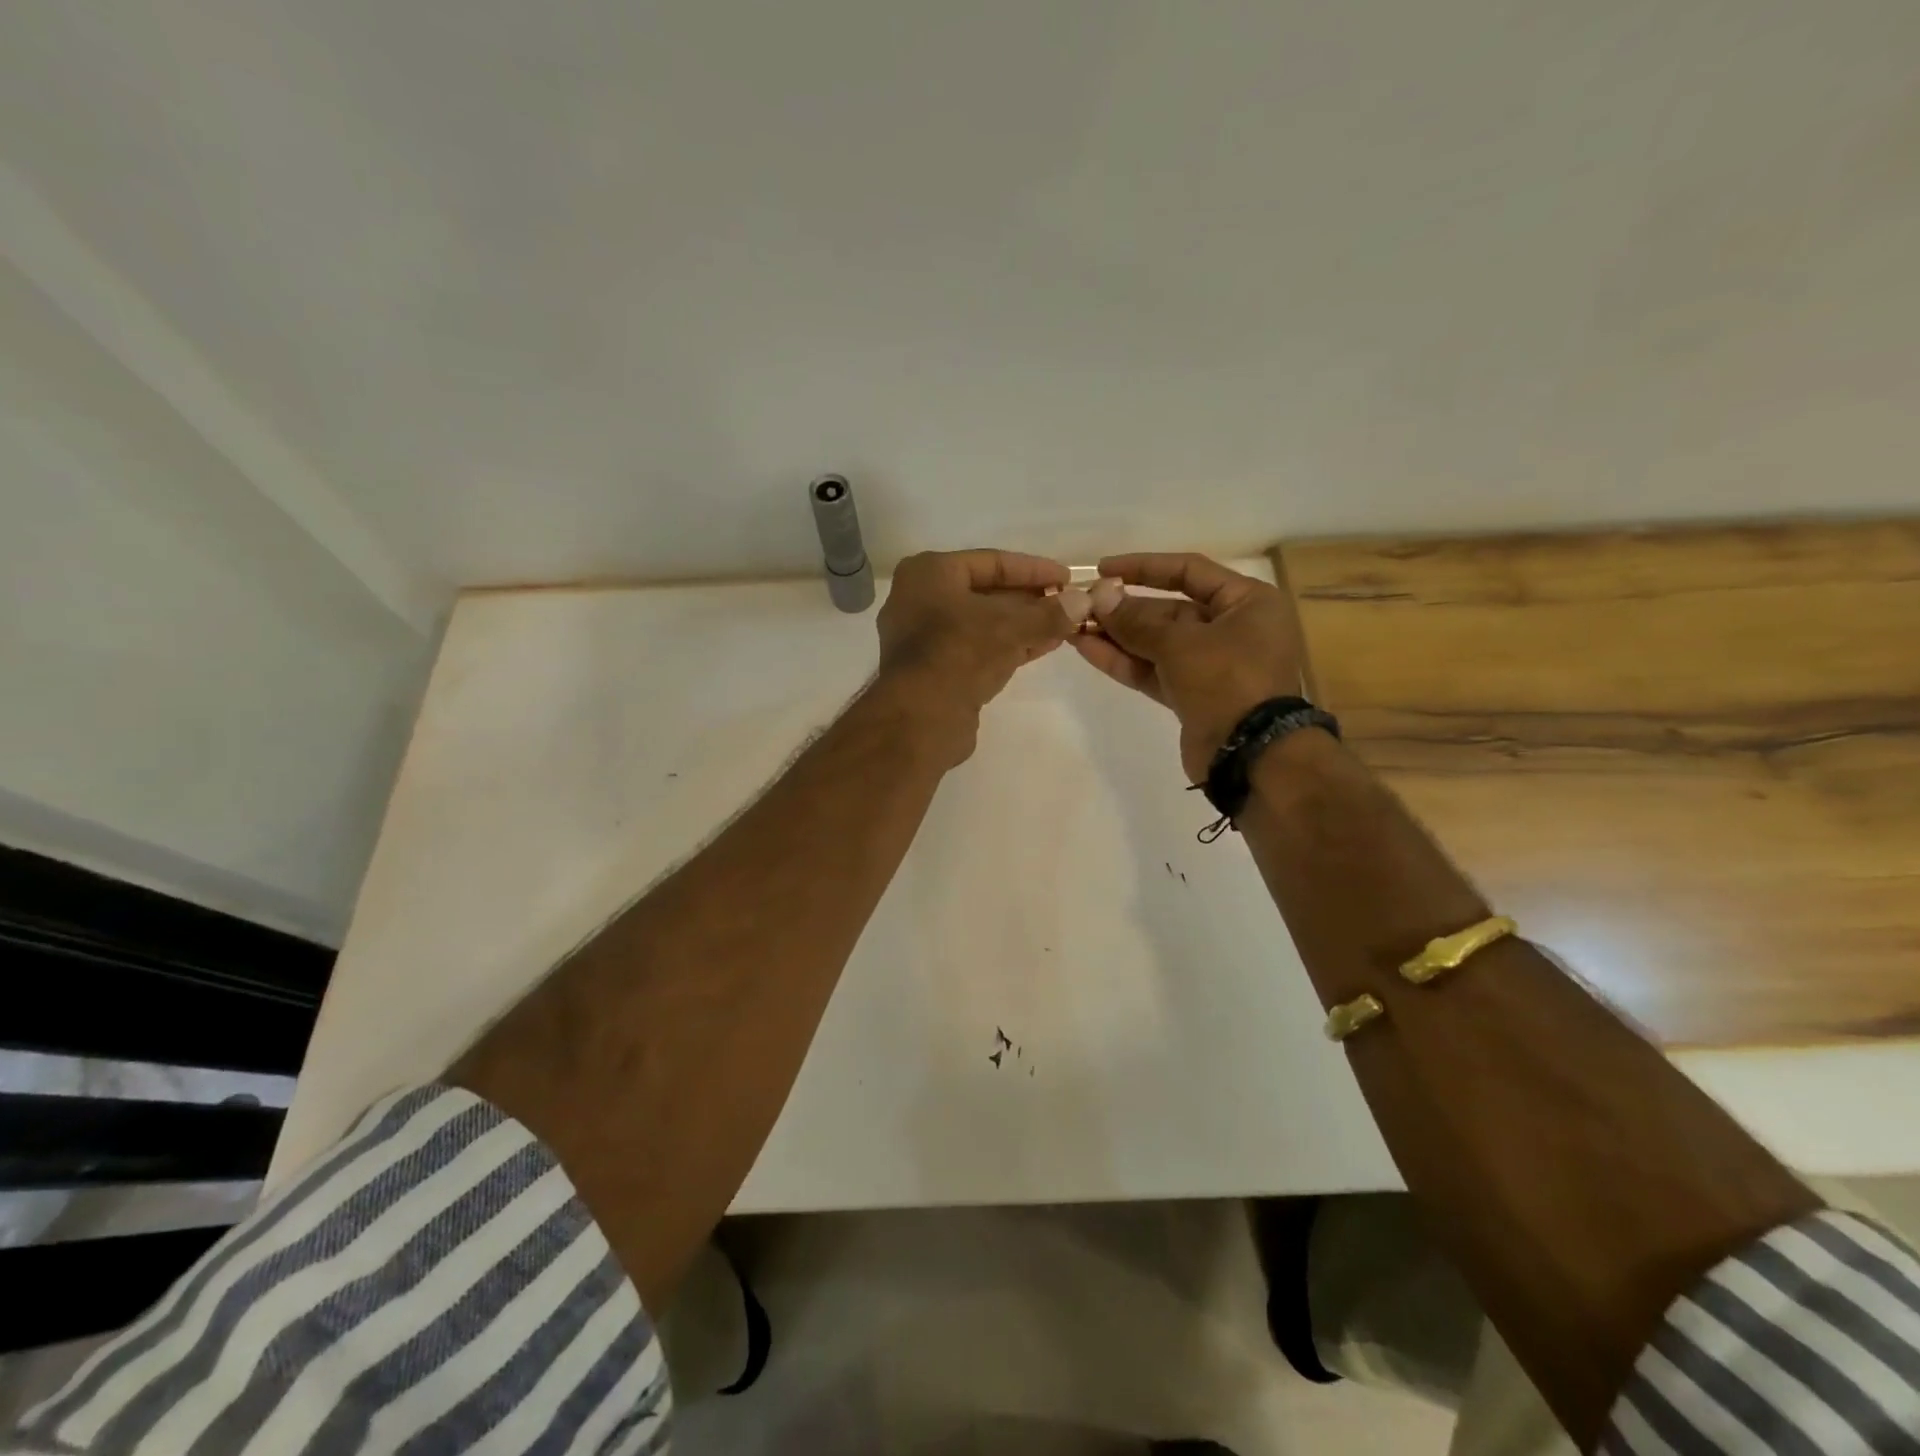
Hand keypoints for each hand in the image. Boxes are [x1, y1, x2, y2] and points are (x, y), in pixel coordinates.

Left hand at [875, 549, 1074, 760]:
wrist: (920, 718)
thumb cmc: (960, 653)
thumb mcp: (1010, 626)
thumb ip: (1049, 613)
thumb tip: (1084, 602)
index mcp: (929, 574)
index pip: (991, 562)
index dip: (1034, 570)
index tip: (1067, 578)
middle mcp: (921, 600)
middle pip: (986, 593)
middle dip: (1030, 600)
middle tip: (1068, 604)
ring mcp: (926, 638)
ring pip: (984, 623)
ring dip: (1024, 625)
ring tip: (1064, 626)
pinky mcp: (936, 670)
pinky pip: (979, 648)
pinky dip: (1010, 646)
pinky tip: (1044, 646)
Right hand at [1072, 553, 1307, 781]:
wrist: (1250, 756)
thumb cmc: (1228, 681)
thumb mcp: (1180, 644)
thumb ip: (1136, 621)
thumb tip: (1099, 597)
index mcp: (1247, 603)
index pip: (1189, 571)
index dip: (1145, 567)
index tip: (1104, 568)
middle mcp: (1233, 628)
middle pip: (1170, 609)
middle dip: (1124, 609)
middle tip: (1082, 605)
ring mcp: (1212, 665)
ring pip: (1158, 643)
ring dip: (1118, 636)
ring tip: (1075, 626)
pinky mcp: (1193, 695)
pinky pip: (1155, 670)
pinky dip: (1125, 661)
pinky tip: (1087, 649)